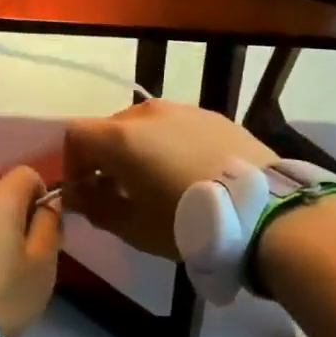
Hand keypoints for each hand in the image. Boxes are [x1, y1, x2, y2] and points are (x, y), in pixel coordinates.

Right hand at [62, 100, 275, 258]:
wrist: (263, 211)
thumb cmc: (188, 222)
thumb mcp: (134, 227)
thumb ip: (96, 207)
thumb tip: (76, 195)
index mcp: (121, 136)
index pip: (76, 135)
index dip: (71, 163)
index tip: (84, 192)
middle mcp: (147, 112)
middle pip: (109, 128)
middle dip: (104, 157)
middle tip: (117, 192)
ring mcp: (183, 109)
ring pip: (145, 125)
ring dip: (138, 149)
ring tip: (157, 182)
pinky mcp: (212, 116)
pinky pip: (176, 126)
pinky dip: (169, 145)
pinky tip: (190, 174)